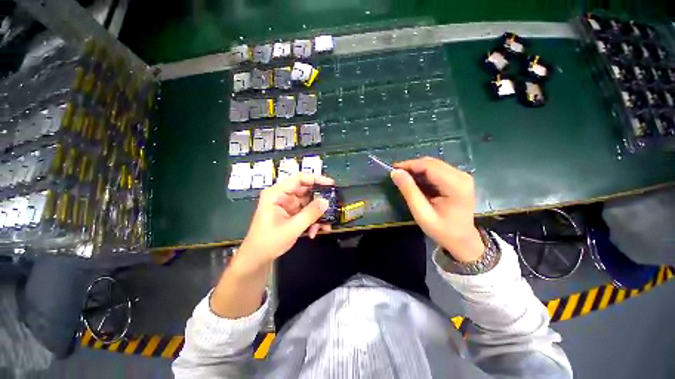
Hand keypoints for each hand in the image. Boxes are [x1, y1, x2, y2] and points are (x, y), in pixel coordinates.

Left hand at [235, 173, 333, 270]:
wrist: (257, 258)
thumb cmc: (268, 242)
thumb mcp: (291, 228)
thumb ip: (310, 214)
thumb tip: (326, 202)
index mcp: (276, 194)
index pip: (298, 179)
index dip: (316, 179)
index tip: (331, 185)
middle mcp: (283, 196)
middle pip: (306, 191)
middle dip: (320, 200)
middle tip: (333, 205)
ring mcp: (288, 205)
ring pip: (308, 203)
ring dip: (317, 214)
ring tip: (325, 225)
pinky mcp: (291, 213)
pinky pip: (306, 212)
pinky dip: (313, 220)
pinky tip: (315, 231)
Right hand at [390, 157, 483, 261]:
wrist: (463, 241)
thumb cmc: (442, 230)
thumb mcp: (422, 213)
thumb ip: (409, 191)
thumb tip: (395, 173)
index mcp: (455, 185)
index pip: (429, 166)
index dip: (409, 165)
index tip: (392, 169)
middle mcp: (461, 176)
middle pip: (431, 163)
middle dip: (412, 167)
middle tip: (396, 174)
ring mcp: (461, 176)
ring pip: (433, 165)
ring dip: (417, 170)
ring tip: (403, 178)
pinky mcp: (458, 179)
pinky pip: (437, 170)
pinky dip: (424, 174)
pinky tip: (415, 182)